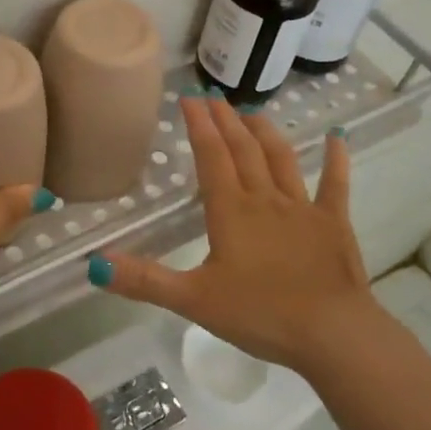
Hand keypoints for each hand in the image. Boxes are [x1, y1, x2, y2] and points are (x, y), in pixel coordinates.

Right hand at [94, 94, 381, 371]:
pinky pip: (335, 183)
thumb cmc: (260, 315)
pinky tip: (336, 138)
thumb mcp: (193, 300)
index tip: (188, 98)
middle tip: (214, 96)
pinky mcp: (333, 223)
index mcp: (230, 211)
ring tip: (252, 113)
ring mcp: (303, 208)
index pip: (211, 156)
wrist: (332, 334)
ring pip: (281, 158)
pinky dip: (336, 158)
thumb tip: (94, 265)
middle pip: (243, 149)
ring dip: (265, 132)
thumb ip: (144, 280)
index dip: (198, 125)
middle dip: (226, 120)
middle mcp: (265, 199)